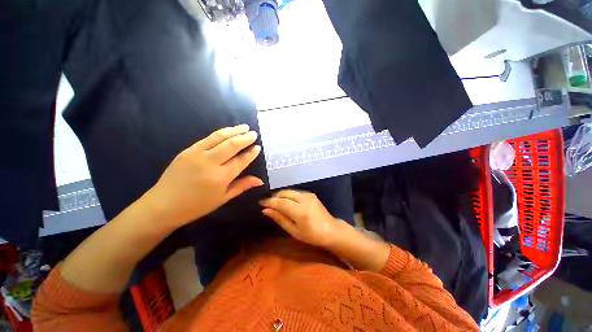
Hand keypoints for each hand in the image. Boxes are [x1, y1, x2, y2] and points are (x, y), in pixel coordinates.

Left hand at [144, 124, 263, 227]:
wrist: (163, 205)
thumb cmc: (197, 205)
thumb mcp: (223, 198)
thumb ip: (242, 186)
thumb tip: (260, 180)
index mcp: (220, 177)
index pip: (241, 161)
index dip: (251, 153)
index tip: (258, 147)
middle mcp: (210, 163)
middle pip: (231, 145)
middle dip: (245, 138)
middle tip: (254, 133)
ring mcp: (197, 154)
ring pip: (219, 137)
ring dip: (233, 130)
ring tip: (244, 127)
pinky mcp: (187, 150)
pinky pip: (207, 138)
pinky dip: (220, 133)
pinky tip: (227, 132)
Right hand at [260, 190, 346, 247]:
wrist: (331, 230)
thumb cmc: (311, 235)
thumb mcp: (294, 231)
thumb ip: (280, 219)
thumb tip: (266, 210)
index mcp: (300, 212)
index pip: (281, 202)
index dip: (269, 201)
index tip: (260, 202)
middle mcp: (304, 199)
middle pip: (285, 193)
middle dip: (274, 196)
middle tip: (267, 203)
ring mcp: (309, 195)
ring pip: (289, 191)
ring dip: (281, 195)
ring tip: (275, 203)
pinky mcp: (311, 194)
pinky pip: (295, 192)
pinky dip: (288, 195)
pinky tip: (286, 201)